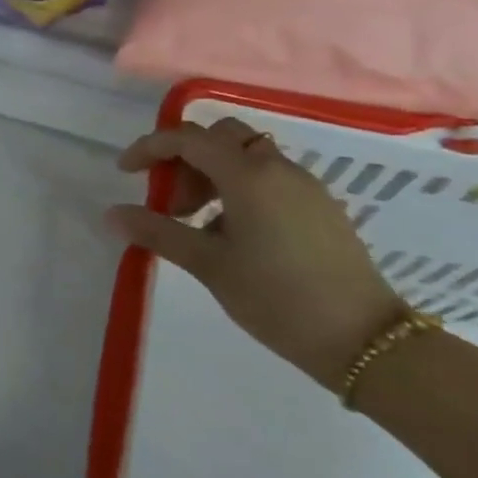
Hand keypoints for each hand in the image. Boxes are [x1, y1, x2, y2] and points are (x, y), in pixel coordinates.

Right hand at [106, 117, 407, 391]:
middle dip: (186, 158)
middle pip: (221, 137)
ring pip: (247, 157)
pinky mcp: (320, 207)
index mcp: (248, 175)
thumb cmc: (277, 297)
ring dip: (213, 175)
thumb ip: (158, 232)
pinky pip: (269, 179)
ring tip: (198, 224)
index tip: (126, 172)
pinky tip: (233, 236)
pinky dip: (239, 189)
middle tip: (171, 201)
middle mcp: (277, 168)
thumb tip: (113, 213)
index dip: (151, 147)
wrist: (365, 339)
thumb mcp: (209, 265)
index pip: (188, 138)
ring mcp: (304, 186)